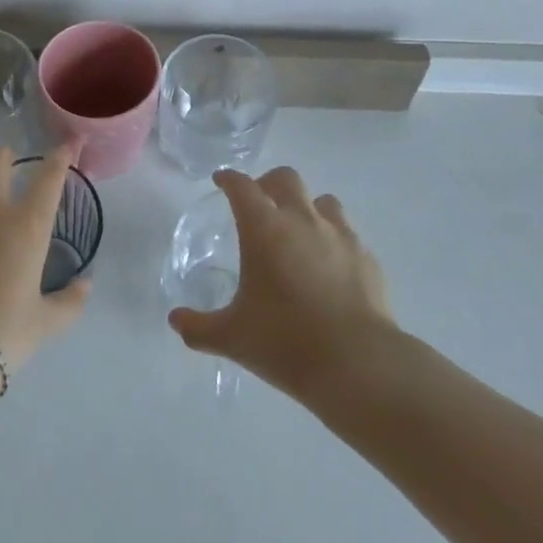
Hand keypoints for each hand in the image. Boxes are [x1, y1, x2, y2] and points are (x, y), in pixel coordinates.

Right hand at [168, 166, 393, 399]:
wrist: (358, 364)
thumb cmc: (286, 342)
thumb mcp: (232, 338)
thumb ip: (199, 327)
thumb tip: (175, 321)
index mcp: (264, 228)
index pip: (241, 186)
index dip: (228, 179)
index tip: (221, 181)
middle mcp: (302, 219)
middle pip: (285, 178)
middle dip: (268, 183)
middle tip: (259, 204)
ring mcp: (339, 235)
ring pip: (323, 201)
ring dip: (307, 207)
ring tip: (298, 232)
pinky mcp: (367, 257)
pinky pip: (348, 234)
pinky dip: (334, 239)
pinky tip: (330, 265)